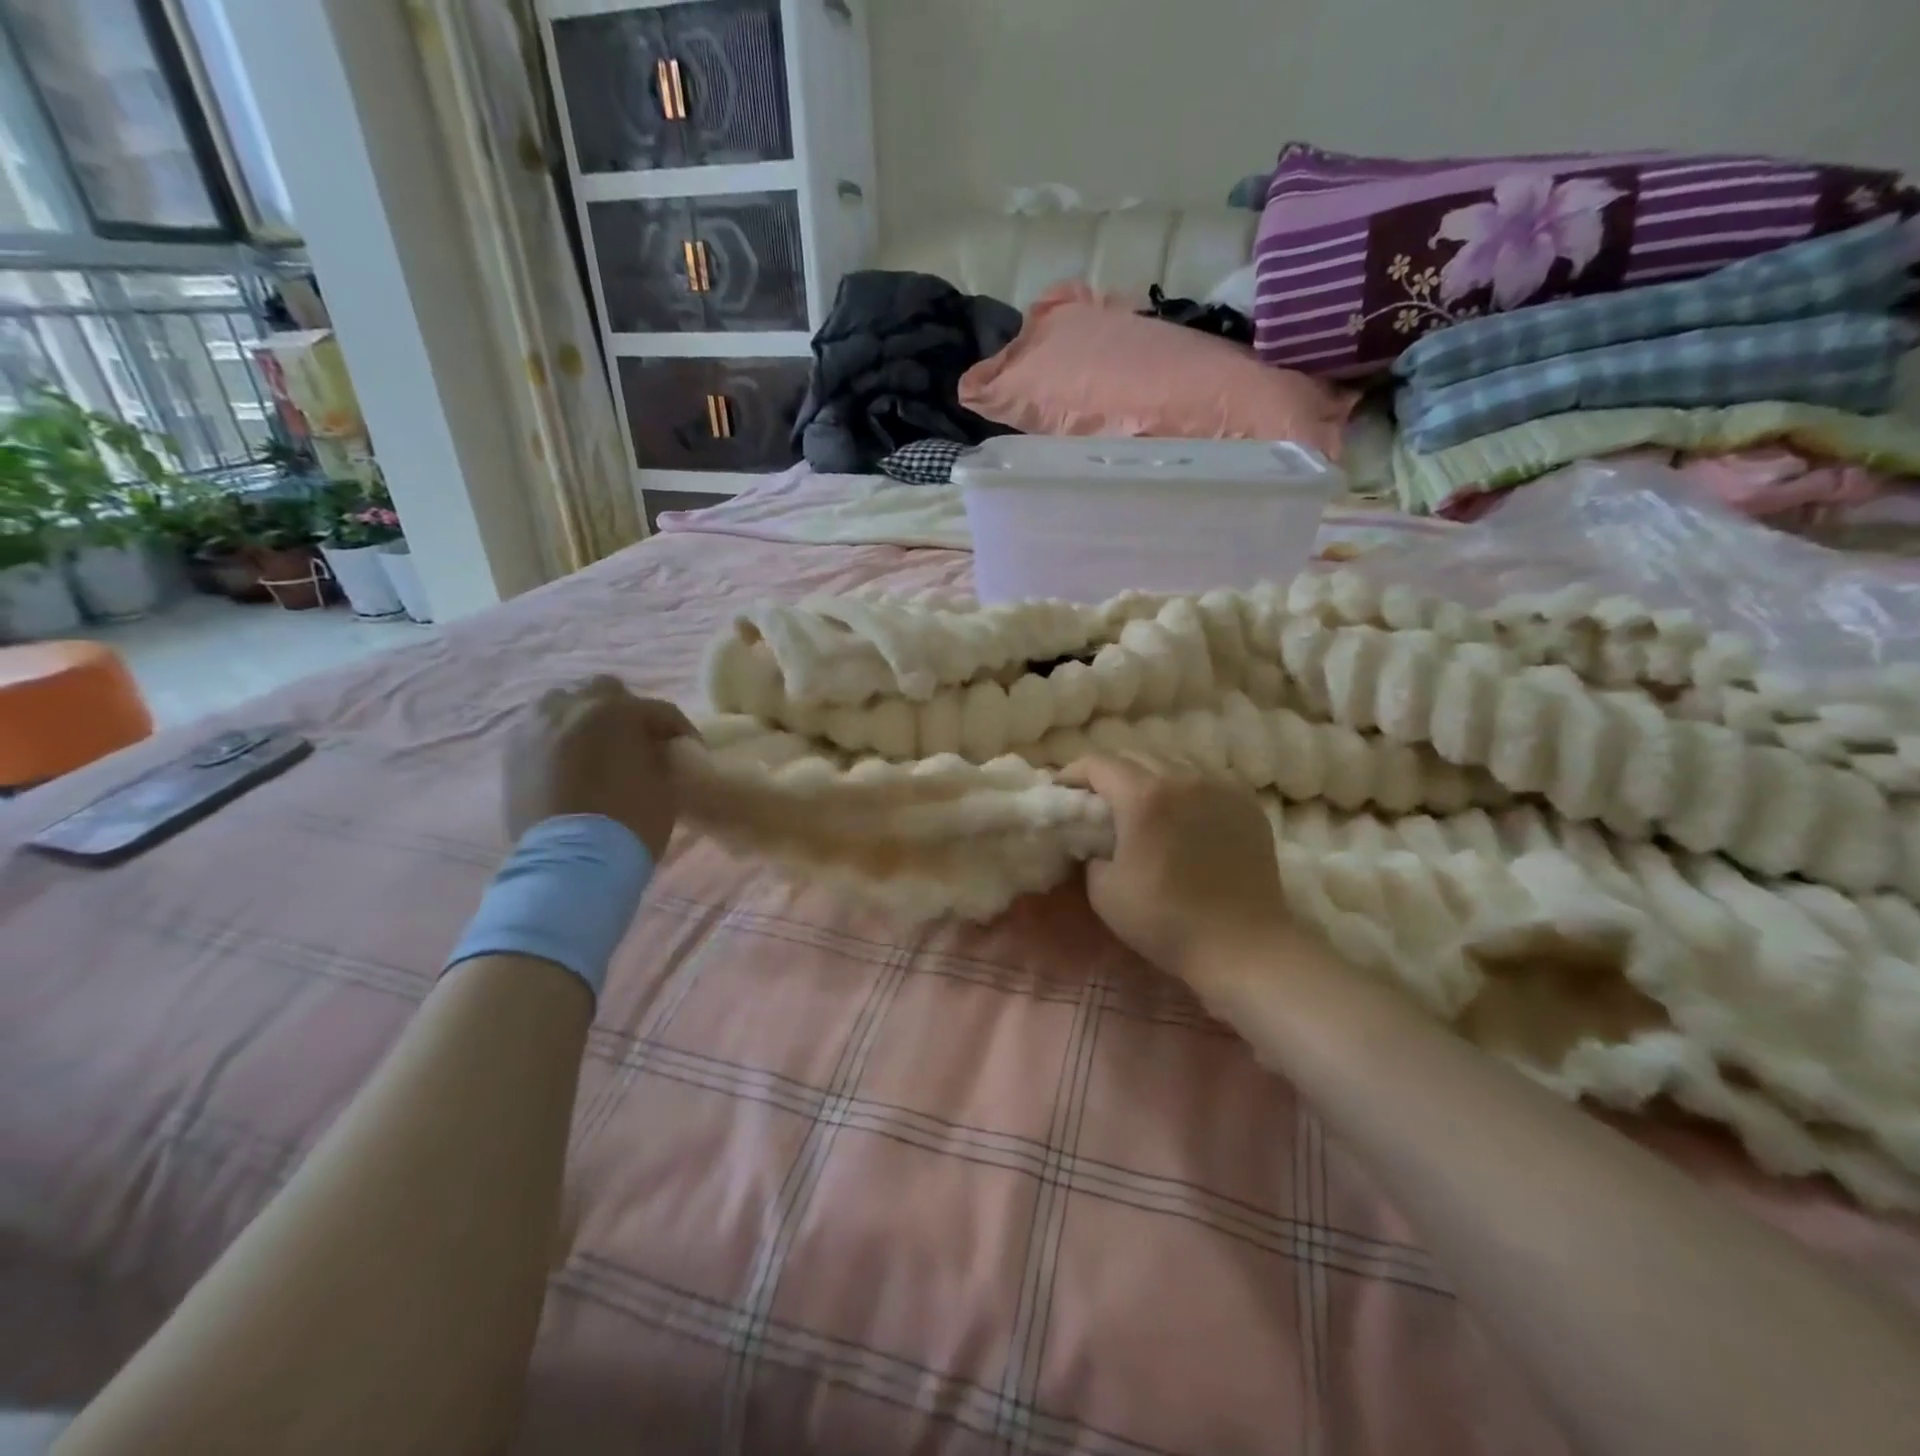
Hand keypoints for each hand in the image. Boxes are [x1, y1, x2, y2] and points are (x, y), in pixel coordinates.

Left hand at [504, 677, 694, 858]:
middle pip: (604, 690)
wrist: (572, 863)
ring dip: (583, 716)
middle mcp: (572, 708)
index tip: (688, 749)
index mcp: (616, 712)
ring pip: (563, 702)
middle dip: (624, 711)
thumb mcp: (666, 785)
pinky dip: (556, 737)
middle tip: (636, 740)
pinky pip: (539, 729)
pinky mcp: (513, 753)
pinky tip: (568, 760)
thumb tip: (656, 749)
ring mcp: (536, 728)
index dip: (678, 729)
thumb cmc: (630, 822)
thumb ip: (660, 755)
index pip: (658, 710)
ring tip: (595, 745)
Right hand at [1062, 754, 1293, 984]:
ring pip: (1173, 760)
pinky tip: (1182, 810)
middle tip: (1098, 799)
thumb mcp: (1103, 891)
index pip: (1098, 763)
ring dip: (1149, 774)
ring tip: (1142, 802)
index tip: (1062, 792)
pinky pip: (1205, 778)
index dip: (1073, 774)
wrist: (1241, 946)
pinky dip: (1185, 786)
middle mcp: (1183, 777)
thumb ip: (1091, 852)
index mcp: (1143, 796)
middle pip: (1135, 755)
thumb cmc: (1165, 920)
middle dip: (1110, 772)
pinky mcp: (1246, 802)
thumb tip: (1096, 840)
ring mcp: (1220, 786)